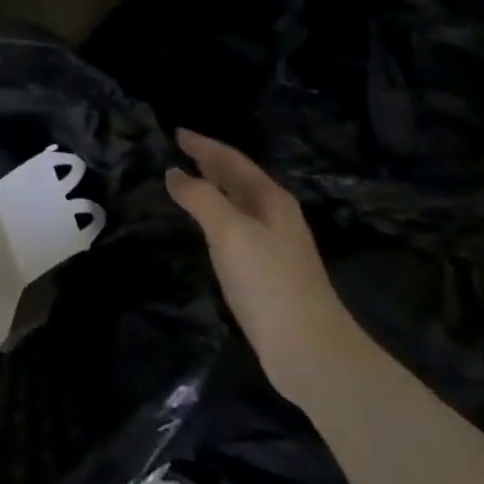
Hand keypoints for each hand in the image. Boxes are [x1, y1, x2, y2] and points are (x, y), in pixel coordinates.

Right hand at [165, 129, 358, 401]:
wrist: (309, 350)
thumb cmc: (268, 281)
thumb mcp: (229, 232)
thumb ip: (200, 198)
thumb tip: (174, 172)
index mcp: (271, 199)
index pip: (232, 160)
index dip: (204, 145)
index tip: (177, 132)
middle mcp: (276, 216)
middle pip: (238, 179)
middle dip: (210, 163)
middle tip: (180, 150)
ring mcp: (275, 245)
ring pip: (238, 204)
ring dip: (213, 189)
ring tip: (187, 182)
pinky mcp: (269, 272)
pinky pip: (236, 228)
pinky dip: (216, 216)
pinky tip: (206, 227)